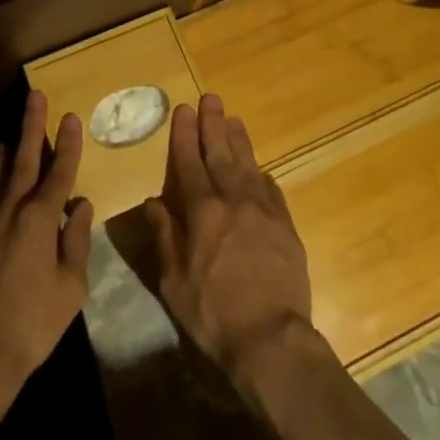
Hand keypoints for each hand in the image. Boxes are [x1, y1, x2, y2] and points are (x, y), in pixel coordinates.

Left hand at [0, 90, 92, 431]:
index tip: (72, 116)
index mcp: (39, 219)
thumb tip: (80, 206)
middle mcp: (8, 210)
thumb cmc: (32, 324)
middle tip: (35, 96)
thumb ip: (76, 241)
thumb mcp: (71, 288)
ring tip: (7, 140)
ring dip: (2, 155)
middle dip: (31, 125)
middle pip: (23, 159)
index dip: (68, 144)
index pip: (59, 172)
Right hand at [143, 93, 312, 383]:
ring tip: (233, 119)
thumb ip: (165, 236)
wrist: (272, 340)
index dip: (185, 134)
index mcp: (201, 210)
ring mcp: (263, 210)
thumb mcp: (174, 282)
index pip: (189, 161)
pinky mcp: (286, 226)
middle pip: (220, 153)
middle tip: (210, 99)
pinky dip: (262, 174)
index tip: (183, 109)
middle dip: (213, 124)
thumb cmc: (213, 314)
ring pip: (248, 164)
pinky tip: (259, 169)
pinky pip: (272, 190)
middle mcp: (232, 200)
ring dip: (239, 140)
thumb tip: (154, 202)